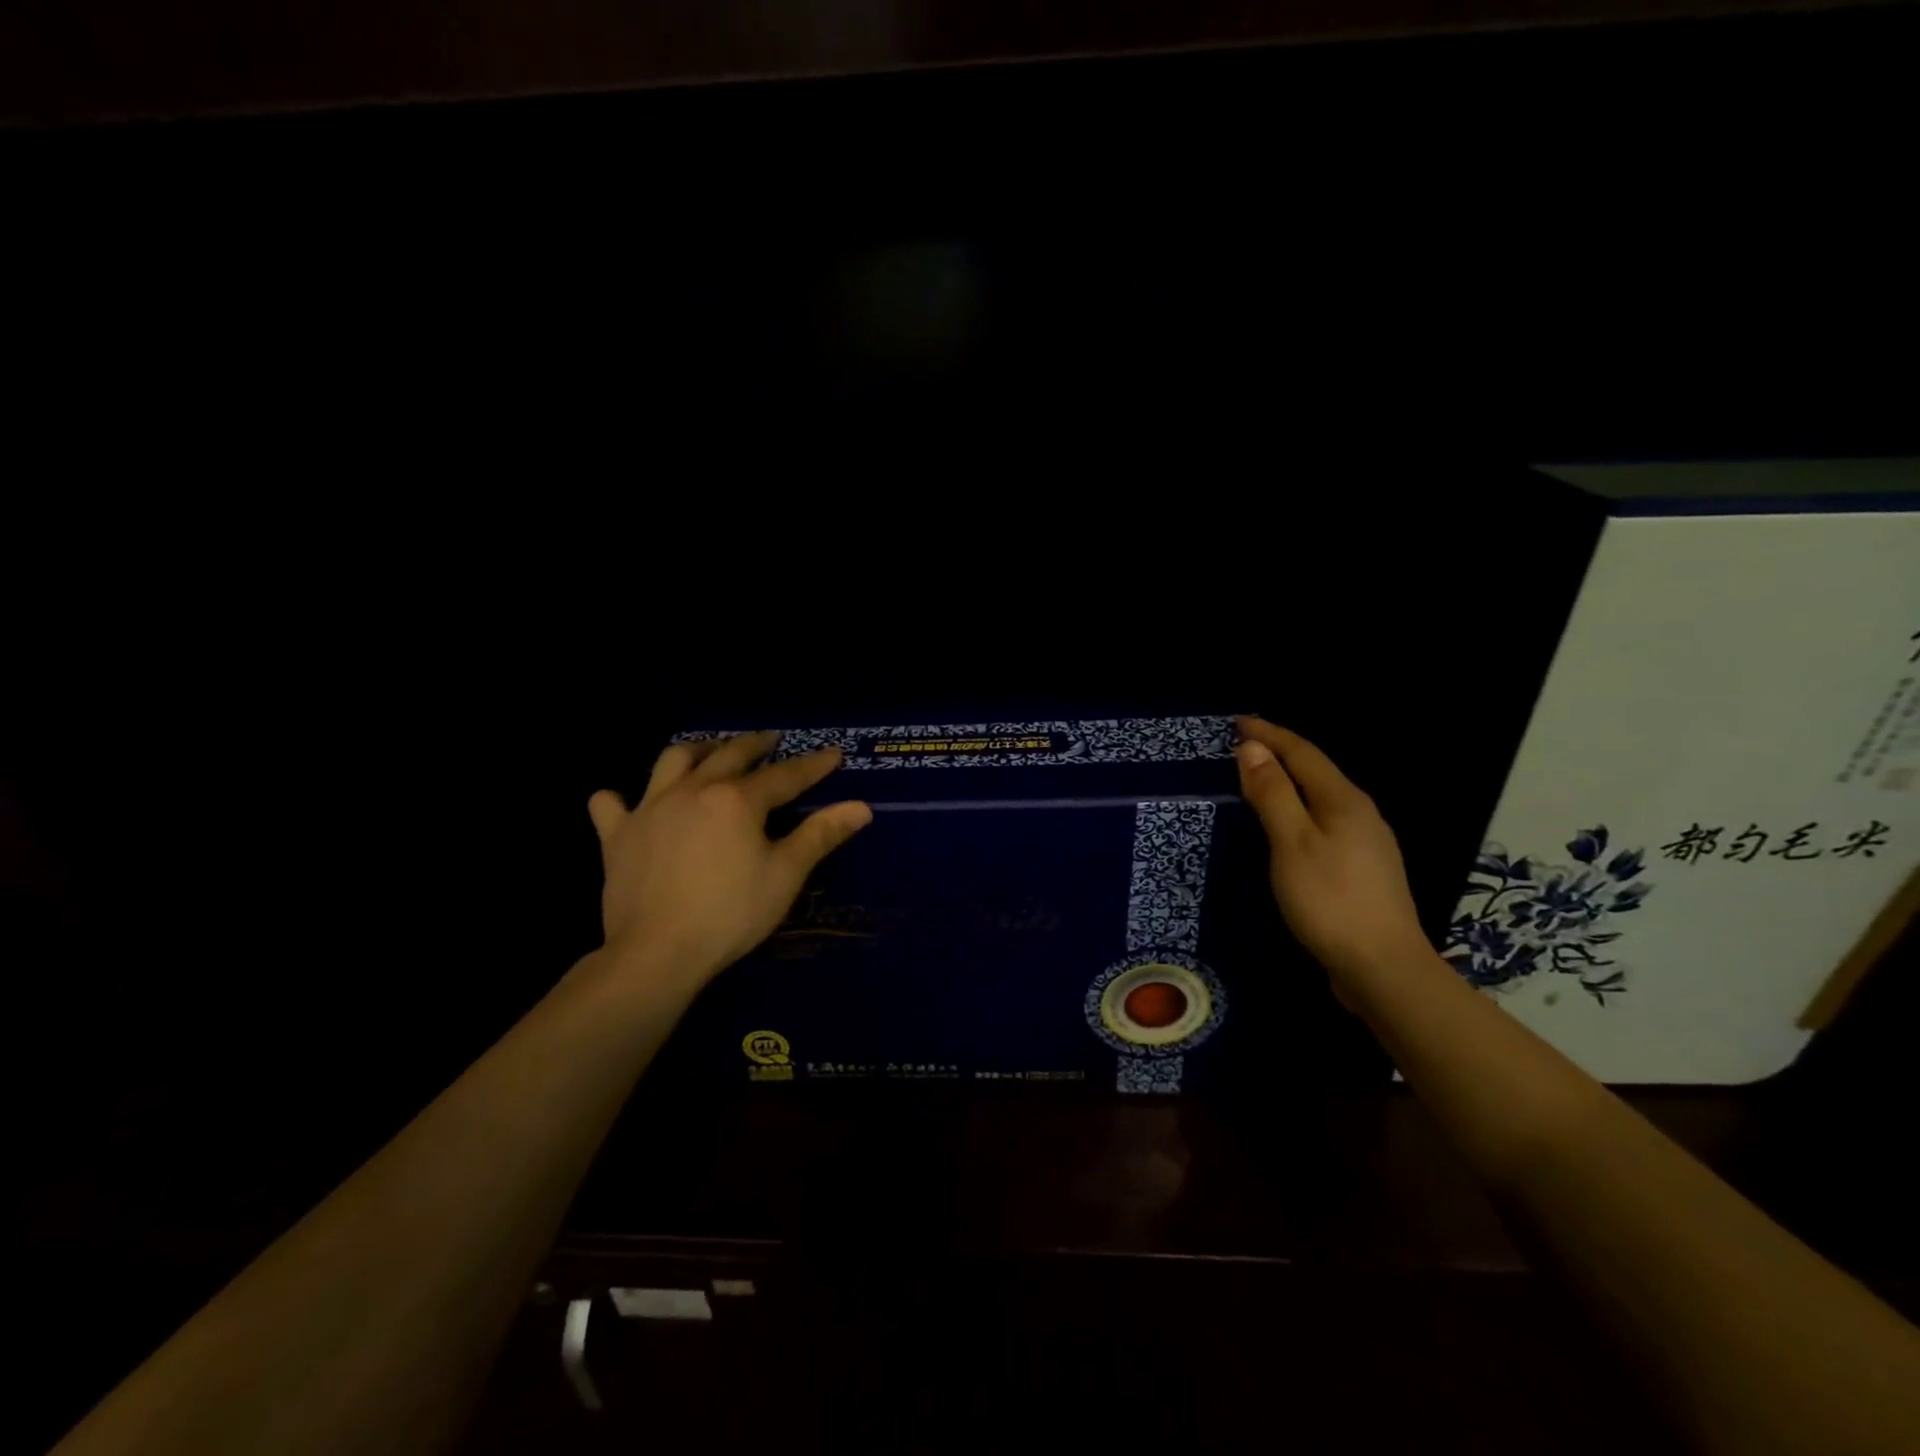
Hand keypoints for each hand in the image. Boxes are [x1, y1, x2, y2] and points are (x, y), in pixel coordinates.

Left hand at [586, 732, 871, 991]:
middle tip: (772, 739)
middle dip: (757, 744)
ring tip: (711, 751)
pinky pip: (611, 804)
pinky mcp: (618, 835)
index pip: (785, 775)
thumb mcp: (785, 875)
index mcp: (737, 799)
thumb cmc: (730, 914)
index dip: (813, 765)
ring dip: (697, 750)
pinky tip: (627, 801)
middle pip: (730, 754)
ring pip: (673, 760)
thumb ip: (821, 835)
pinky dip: (620, 798)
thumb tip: (861, 807)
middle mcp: (693, 790)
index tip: (833, 754)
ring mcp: (650, 808)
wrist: (656, 952)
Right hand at [1233, 716, 1428, 989]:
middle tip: (1244, 746)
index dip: (1269, 734)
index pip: (1302, 752)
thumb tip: (1252, 749)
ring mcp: (1367, 842)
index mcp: (1343, 800)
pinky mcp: (1364, 868)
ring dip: (1290, 781)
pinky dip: (1300, 809)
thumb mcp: (1291, 843)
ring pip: (1322, 797)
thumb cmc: (1329, 900)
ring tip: (1260, 778)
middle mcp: (1360, 813)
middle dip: (1280, 753)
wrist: (1383, 967)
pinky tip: (1290, 825)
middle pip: (1316, 771)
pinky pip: (1326, 821)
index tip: (1237, 722)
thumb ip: (1272, 794)